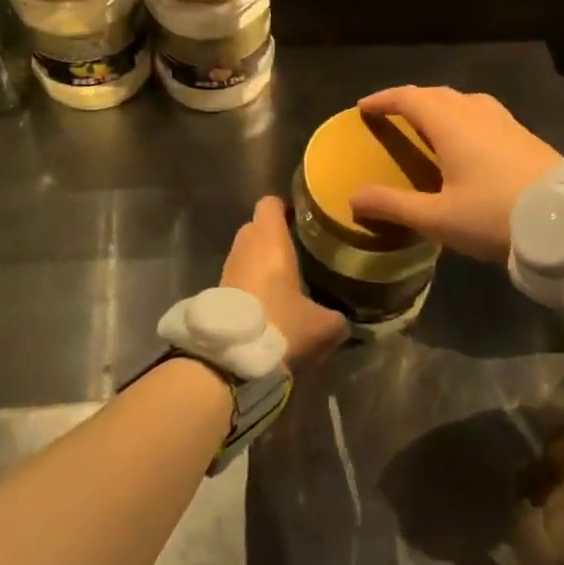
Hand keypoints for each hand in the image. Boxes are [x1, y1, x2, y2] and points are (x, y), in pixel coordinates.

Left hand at [221, 197, 347, 368]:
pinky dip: (252, 282)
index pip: (270, 202)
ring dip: (262, 261)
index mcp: (270, 239)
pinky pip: (239, 275)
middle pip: (258, 227)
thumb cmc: (280, 325)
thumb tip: (345, 320)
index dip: (285, 207)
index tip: (303, 218)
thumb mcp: (323, 326)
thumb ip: (338, 317)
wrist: (230, 361)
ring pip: (247, 252)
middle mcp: (245, 246)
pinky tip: (271, 301)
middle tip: (302, 249)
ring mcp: (228, 268)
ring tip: (289, 277)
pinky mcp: (218, 292)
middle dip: (276, 235)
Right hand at [347, 86, 561, 263]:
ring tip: (425, 123)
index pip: (410, 97)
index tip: (364, 107)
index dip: (384, 99)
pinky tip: (465, 139)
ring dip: (437, 104)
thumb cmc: (496, 216)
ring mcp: (503, 120)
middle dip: (409, 99)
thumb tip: (353, 198)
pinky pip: (480, 111)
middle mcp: (476, 112)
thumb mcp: (438, 218)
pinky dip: (460, 114)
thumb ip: (394, 206)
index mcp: (451, 124)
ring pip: (461, 99)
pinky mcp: (522, 133)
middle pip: (435, 93)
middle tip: (390, 115)